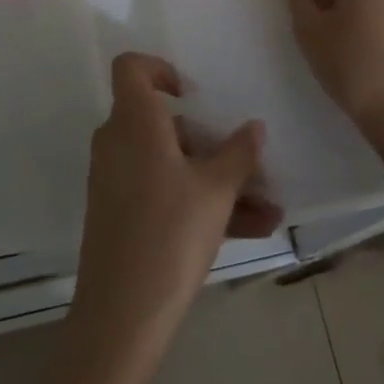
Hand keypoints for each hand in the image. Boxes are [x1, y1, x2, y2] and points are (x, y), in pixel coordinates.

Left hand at [70, 53, 281, 361]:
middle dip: (210, 143)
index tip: (191, 95)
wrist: (121, 315)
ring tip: (267, 209)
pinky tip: (252, 230)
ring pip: (171, 164)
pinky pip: (163, 192)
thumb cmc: (170, 233)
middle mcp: (118, 142)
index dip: (159, 70)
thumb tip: (255, 127)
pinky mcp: (119, 213)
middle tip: (247, 164)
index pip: (131, 68)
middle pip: (162, 123)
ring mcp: (116, 179)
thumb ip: (238, 153)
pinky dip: (198, 203)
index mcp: (134, 122)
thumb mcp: (216, 191)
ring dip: (216, 181)